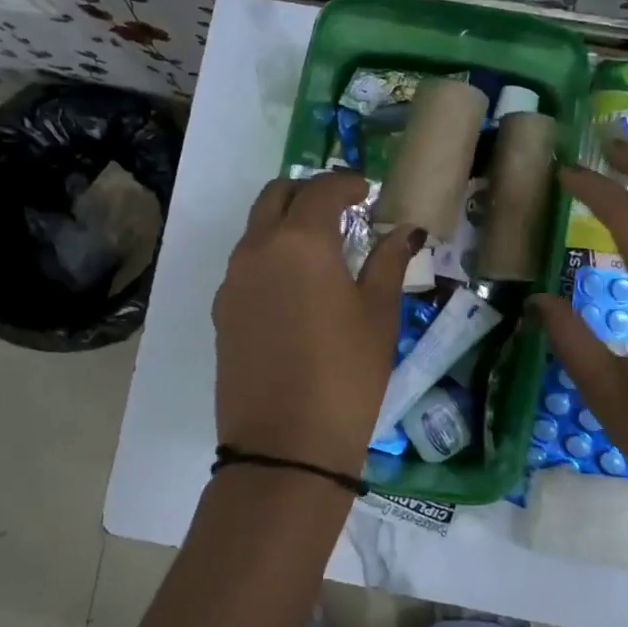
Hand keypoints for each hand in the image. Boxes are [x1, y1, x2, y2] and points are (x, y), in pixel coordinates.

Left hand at [213, 171, 422, 477]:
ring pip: (256, 229)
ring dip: (286, 223)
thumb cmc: (346, 374)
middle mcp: (257, 249)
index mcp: (300, 241)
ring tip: (321, 248)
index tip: (368, 190)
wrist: (285, 444)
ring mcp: (232, 280)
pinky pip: (245, 264)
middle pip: (276, 196)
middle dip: (308, 192)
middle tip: (341, 209)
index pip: (321, 189)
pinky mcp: (222, 311)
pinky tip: (296, 286)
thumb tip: (405, 231)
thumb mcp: (378, 316)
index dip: (347, 182)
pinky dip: (270, 255)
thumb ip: (388, 262)